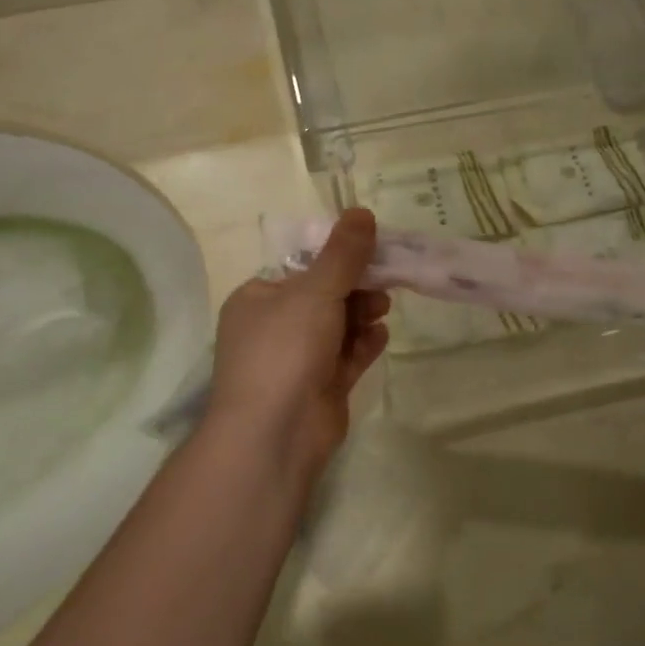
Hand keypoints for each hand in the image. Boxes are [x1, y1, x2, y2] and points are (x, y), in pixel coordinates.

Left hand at [207, 208, 389, 479]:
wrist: (275, 434)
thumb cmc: (285, 349)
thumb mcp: (315, 290)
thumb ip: (343, 253)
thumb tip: (360, 211)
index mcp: (259, 299)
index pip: (302, 268)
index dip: (337, 258)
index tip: (372, 250)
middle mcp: (274, 328)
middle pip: (323, 296)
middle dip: (356, 287)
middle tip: (385, 281)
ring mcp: (297, 361)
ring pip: (338, 327)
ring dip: (362, 314)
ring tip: (383, 310)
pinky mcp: (319, 388)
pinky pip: (346, 357)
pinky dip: (363, 345)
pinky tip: (380, 337)